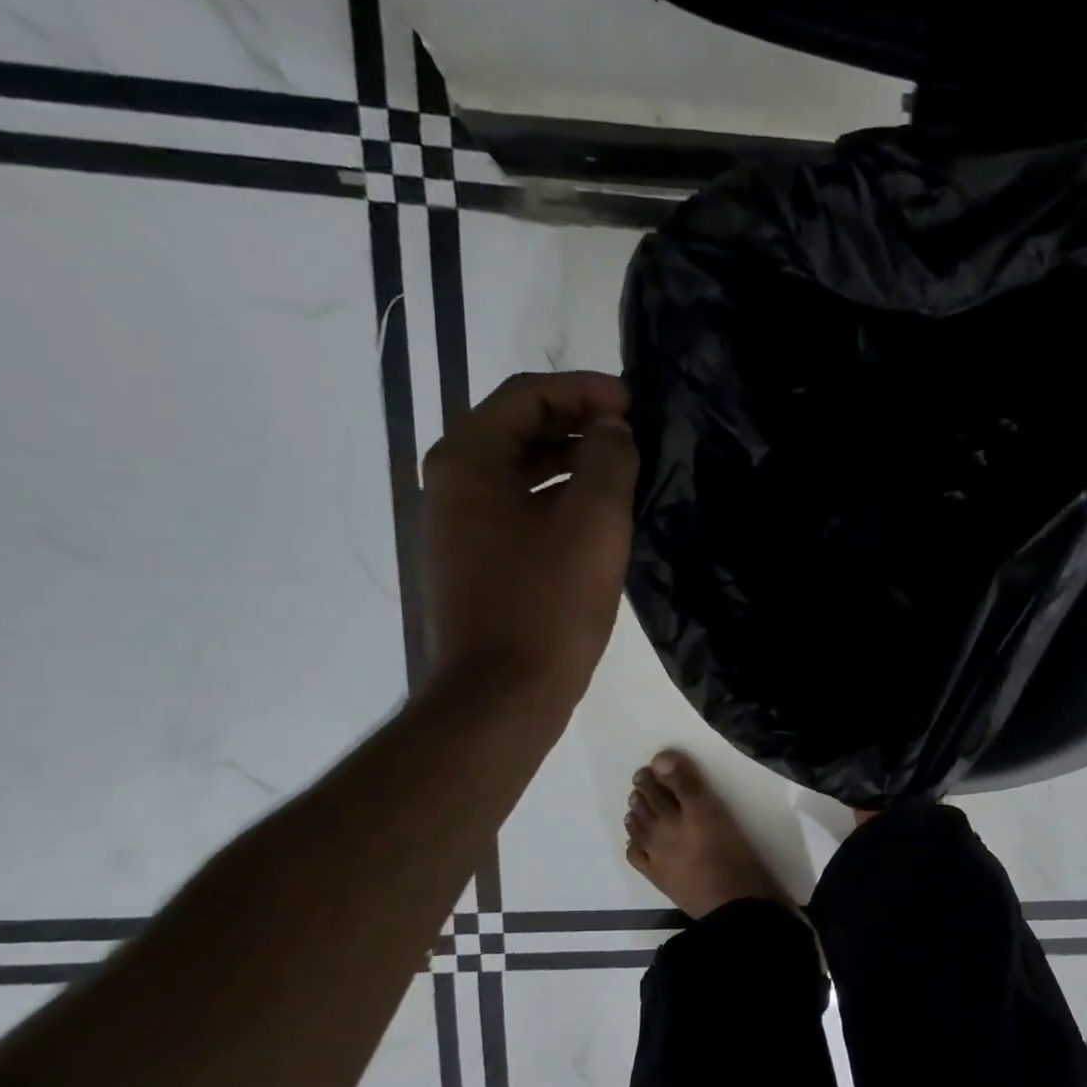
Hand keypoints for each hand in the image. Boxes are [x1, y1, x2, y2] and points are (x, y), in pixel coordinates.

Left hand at [421, 371, 636, 721]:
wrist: (501, 696)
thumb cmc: (547, 604)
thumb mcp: (593, 523)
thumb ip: (609, 461)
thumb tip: (612, 431)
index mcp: (468, 461)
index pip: (527, 396)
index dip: (585, 391)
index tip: (635, 405)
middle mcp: (451, 484)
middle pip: (518, 429)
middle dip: (579, 424)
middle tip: (634, 437)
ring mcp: (459, 527)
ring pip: (520, 472)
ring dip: (572, 463)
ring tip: (625, 474)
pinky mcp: (475, 562)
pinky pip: (519, 510)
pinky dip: (558, 500)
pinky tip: (599, 521)